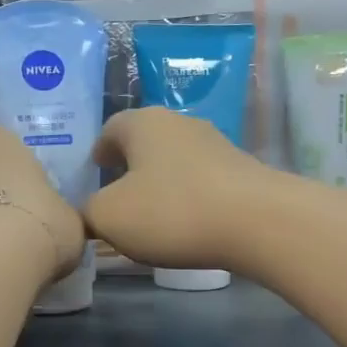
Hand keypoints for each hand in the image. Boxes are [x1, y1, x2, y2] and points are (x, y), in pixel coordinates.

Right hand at [84, 107, 278, 269]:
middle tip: (117, 192)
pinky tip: (187, 221)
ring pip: (175, 159)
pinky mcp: (241, 170)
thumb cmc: (171, 211)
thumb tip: (90, 212)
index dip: (98, 151)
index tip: (94, 171)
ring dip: (161, 180)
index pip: (110, 128)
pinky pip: (201, 180)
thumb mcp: (109, 217)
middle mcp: (180, 123)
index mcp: (143, 123)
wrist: (258, 222)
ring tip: (152, 211)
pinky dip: (188, 195)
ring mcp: (216, 144)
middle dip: (130, 164)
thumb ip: (88, 212)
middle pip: (145, 140)